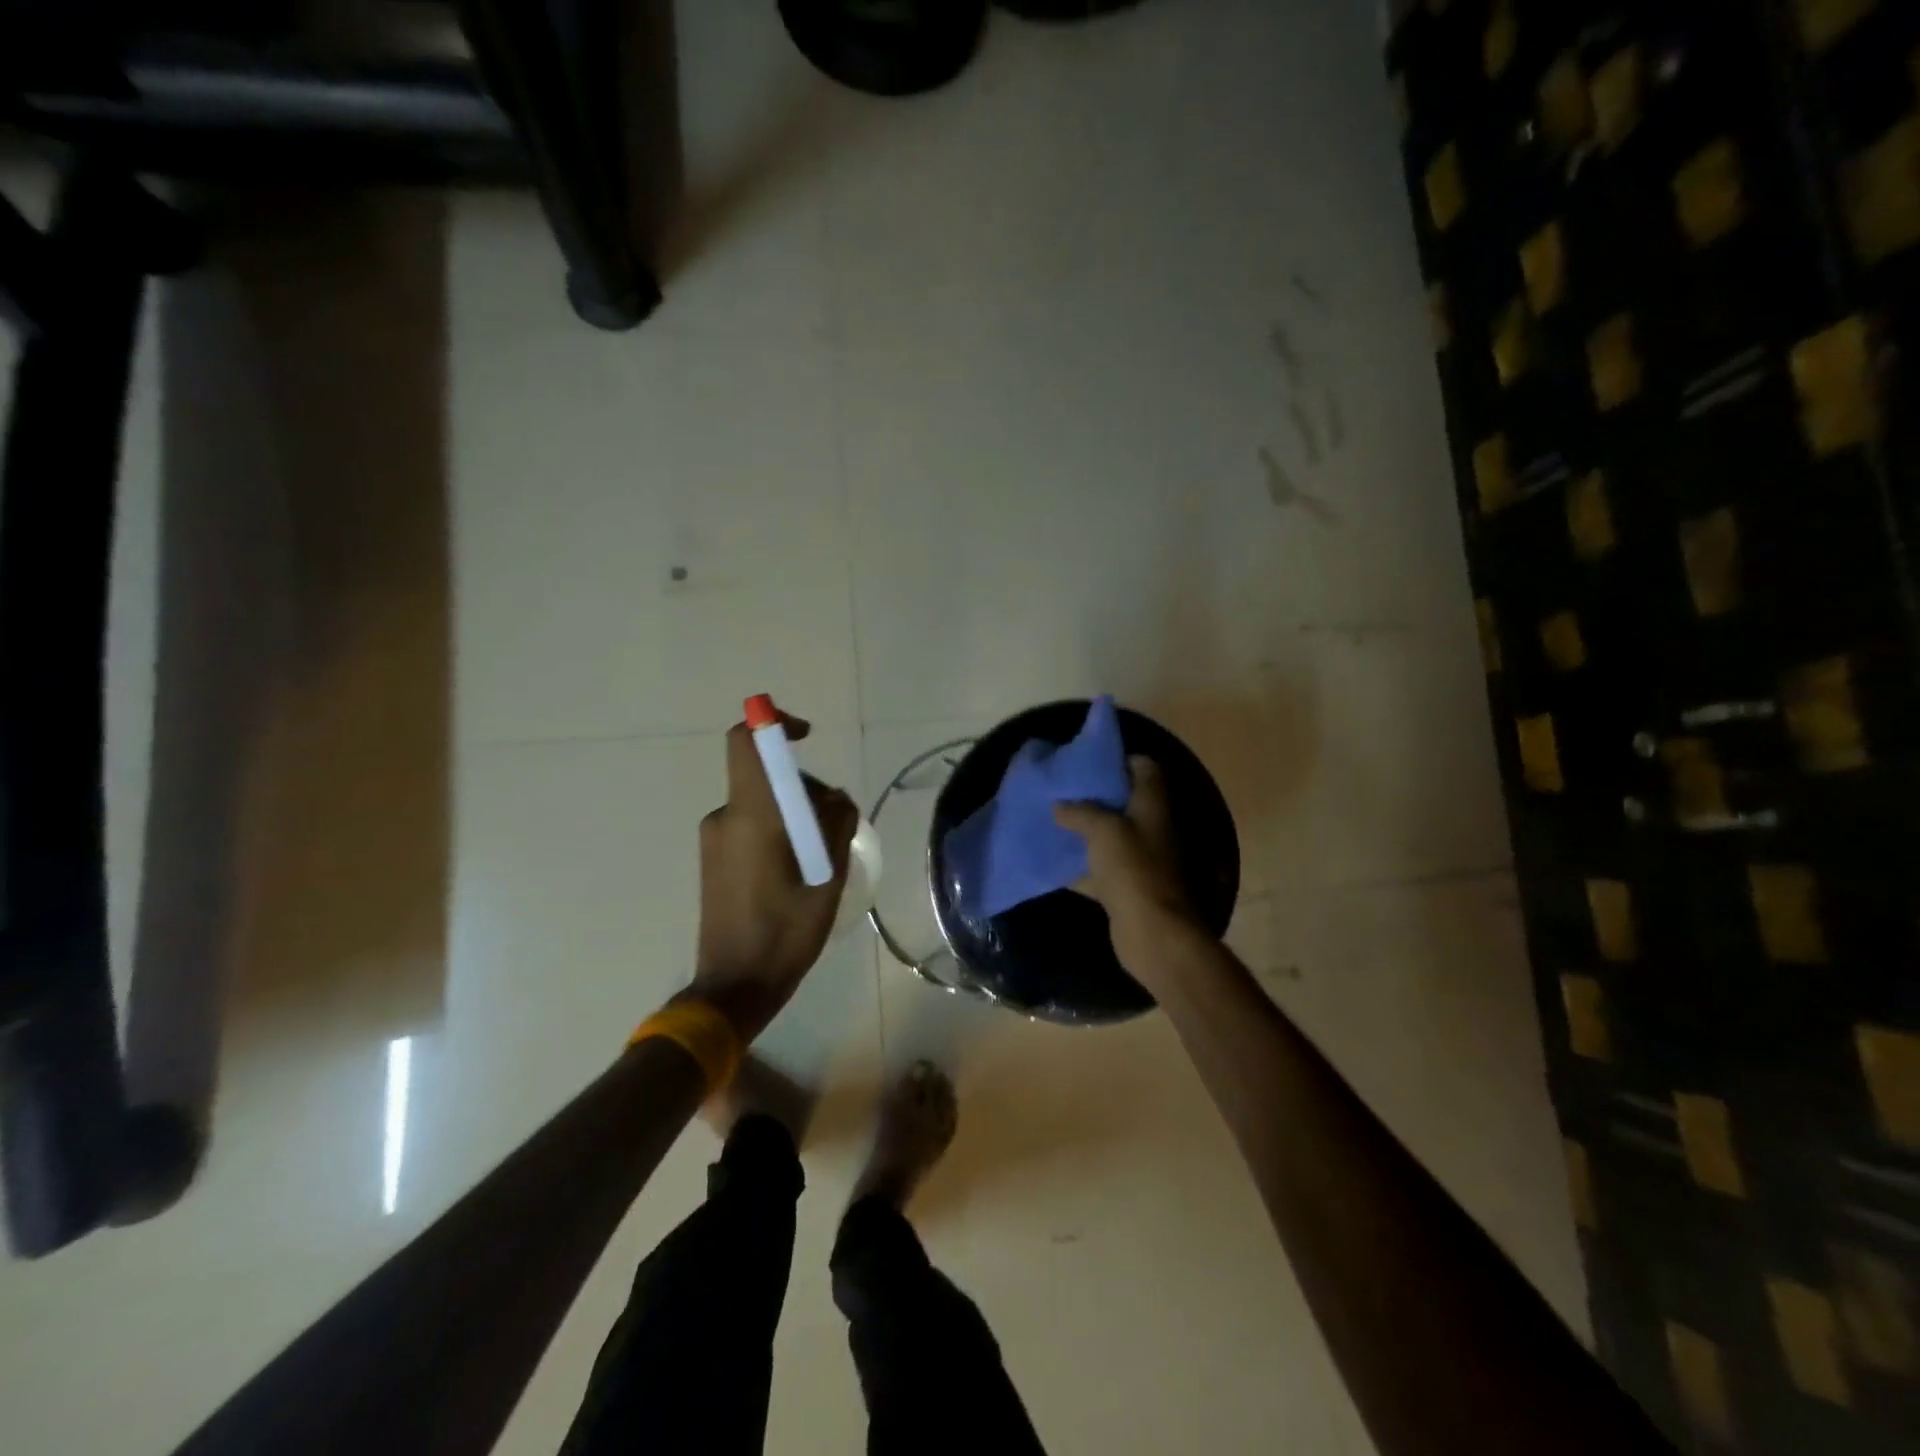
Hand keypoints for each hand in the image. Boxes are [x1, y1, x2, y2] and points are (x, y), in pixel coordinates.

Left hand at [686, 714, 858, 1041]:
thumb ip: (836, 825)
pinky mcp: (714, 857)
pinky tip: (799, 871)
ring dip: (795, 815)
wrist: (733, 986)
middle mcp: (726, 817)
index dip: (774, 725)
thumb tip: (835, 799)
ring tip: (820, 861)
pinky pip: (751, 823)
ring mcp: (715, 838)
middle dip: (806, 789)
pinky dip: (779, 831)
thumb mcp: (829, 879)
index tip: (806, 737)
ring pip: (763, 802)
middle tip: (834, 831)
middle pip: (768, 776)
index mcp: (752, 816)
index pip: (747, 743)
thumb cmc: (785, 934)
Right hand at [1053, 756, 1202, 980]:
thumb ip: (1080, 812)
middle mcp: (1151, 827)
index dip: (1120, 759)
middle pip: (1125, 801)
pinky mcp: (1126, 886)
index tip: (1089, 760)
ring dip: (1085, 829)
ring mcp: (1140, 858)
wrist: (1152, 931)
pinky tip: (1054, 861)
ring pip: (1110, 835)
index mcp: (1152, 805)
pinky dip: (1080, 865)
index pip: (1145, 768)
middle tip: (1063, 789)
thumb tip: (1058, 805)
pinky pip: (1100, 867)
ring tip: (1053, 819)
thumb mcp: (1102, 830)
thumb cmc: (1132, 869)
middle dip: (1095, 794)